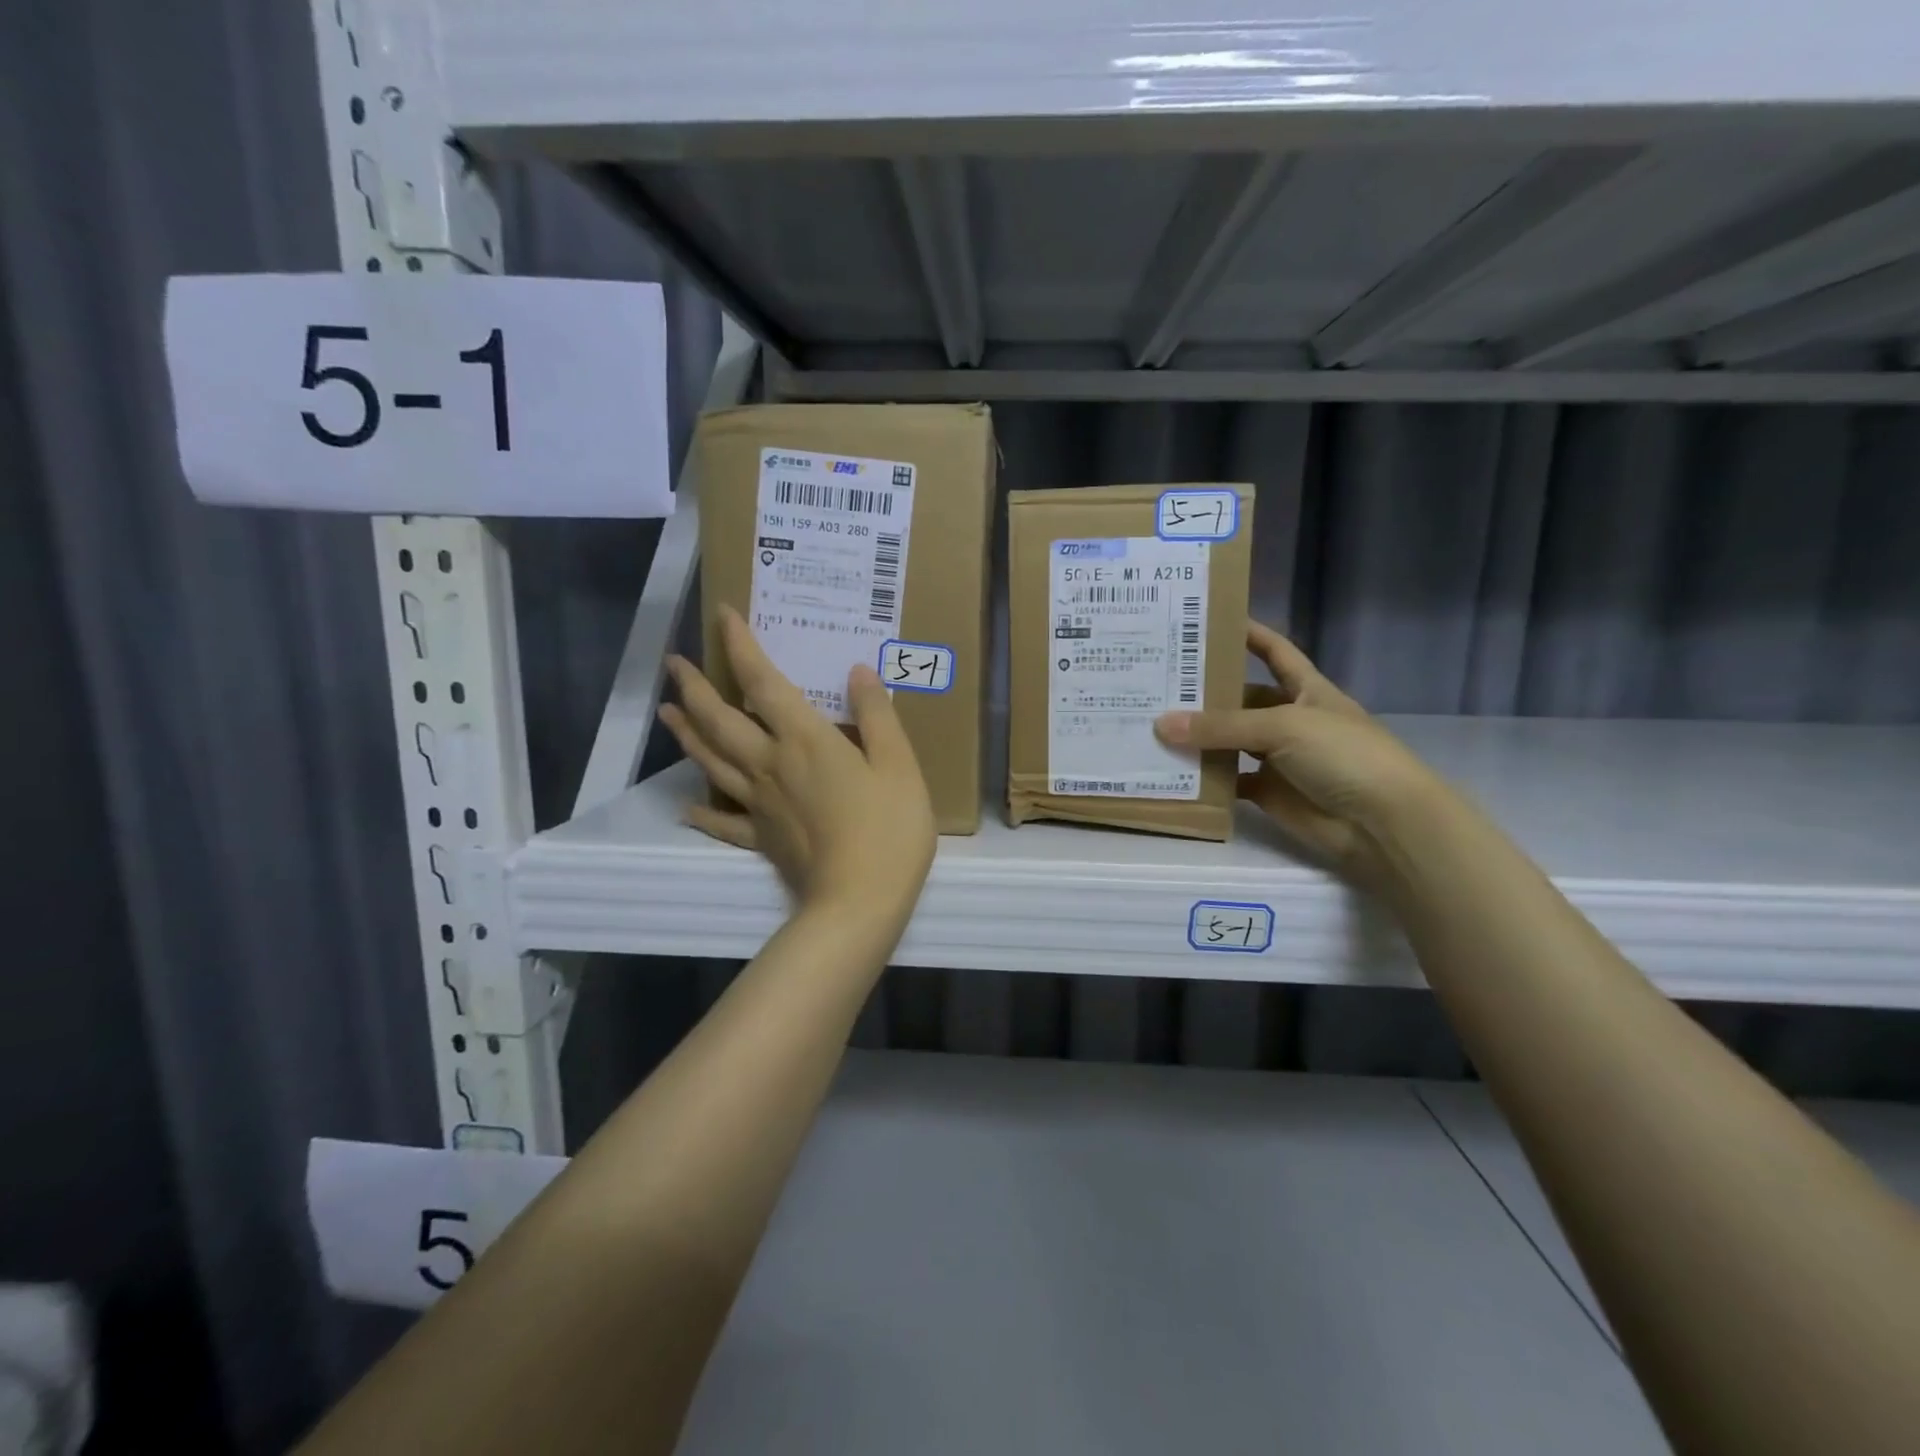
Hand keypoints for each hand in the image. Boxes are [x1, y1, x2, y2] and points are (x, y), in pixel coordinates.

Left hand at [660, 607, 936, 923]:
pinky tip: (687, 805)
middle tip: (673, 664)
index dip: (741, 646)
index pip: (763, 682)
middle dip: (694, 687)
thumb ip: (878, 716)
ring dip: (686, 733)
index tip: (722, 614)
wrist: (860, 902)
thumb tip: (857, 670)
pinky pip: (723, 821)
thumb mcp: (899, 765)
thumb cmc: (888, 829)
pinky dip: (703, 811)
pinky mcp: (760, 839)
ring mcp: (759, 803)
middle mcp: (770, 764)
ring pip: (712, 761)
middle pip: (720, 719)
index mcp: (804, 740)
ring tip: (666, 711)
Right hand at [1154, 620, 1442, 887]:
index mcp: (1306, 690)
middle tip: (1156, 682)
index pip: (1275, 652)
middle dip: (1205, 692)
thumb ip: (1222, 727)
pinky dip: (1205, 778)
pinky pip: (1229, 780)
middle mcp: (1290, 719)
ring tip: (1152, 724)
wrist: (1382, 823)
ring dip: (1199, 736)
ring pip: (1230, 741)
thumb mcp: (1283, 727)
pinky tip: (1172, 770)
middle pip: (1242, 699)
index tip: (1210, 621)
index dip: (1250, 634)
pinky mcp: (1269, 792)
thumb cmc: (1344, 755)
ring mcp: (1279, 758)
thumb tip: (1160, 724)